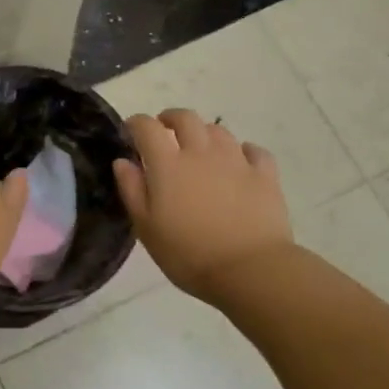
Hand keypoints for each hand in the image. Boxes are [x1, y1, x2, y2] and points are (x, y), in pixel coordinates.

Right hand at [113, 108, 294, 304]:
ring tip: (200, 149)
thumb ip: (131, 190)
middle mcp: (201, 152)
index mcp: (168, 164)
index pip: (147, 127)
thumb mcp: (147, 228)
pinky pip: (254, 151)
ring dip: (204, 134)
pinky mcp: (265, 175)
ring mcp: (236, 161)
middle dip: (171, 119)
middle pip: (186, 118)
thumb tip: (123, 161)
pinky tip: (240, 162)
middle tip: (165, 132)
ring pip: (219, 131)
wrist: (250, 270)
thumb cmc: (189, 254)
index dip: (136, 124)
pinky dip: (243, 151)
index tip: (130, 132)